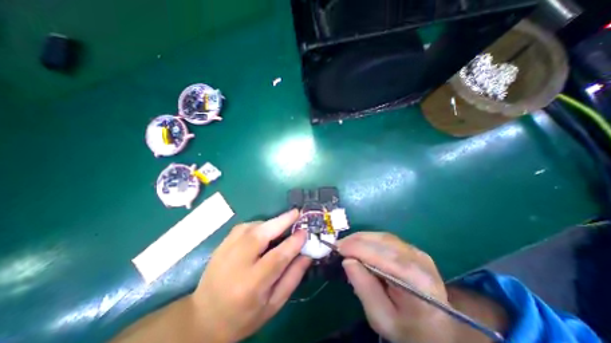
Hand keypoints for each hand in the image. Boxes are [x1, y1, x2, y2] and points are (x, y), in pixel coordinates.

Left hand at [194, 209, 310, 342]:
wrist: (204, 318)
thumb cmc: (244, 316)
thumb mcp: (274, 304)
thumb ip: (293, 277)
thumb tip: (307, 254)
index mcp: (251, 285)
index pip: (277, 258)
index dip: (293, 242)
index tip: (305, 231)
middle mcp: (236, 264)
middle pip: (261, 235)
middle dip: (281, 221)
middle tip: (296, 213)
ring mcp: (225, 251)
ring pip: (252, 227)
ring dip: (271, 222)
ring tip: (283, 224)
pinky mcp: (221, 244)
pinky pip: (244, 227)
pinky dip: (259, 224)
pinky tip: (264, 230)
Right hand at [336, 233, 455, 342]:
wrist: (437, 328)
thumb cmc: (408, 328)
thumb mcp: (382, 317)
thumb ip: (364, 288)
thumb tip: (347, 261)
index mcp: (416, 280)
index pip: (382, 256)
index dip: (357, 248)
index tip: (337, 248)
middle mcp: (419, 259)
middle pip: (383, 241)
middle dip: (356, 240)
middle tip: (338, 245)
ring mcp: (417, 251)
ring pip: (383, 237)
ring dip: (361, 238)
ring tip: (346, 244)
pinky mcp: (412, 249)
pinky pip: (386, 239)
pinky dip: (369, 239)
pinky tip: (359, 245)